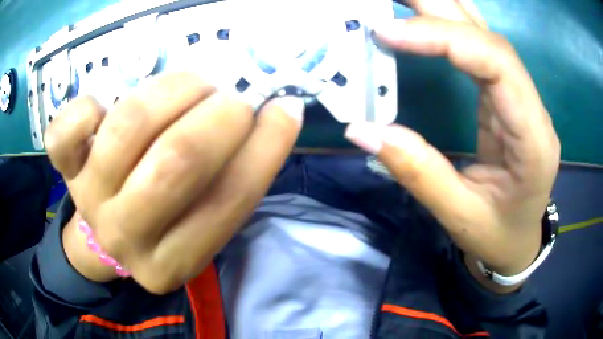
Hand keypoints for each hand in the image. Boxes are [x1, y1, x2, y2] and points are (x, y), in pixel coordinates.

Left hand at [45, 72, 304, 293]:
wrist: (105, 237)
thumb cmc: (161, 226)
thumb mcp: (200, 225)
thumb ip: (230, 181)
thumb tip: (271, 115)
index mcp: (171, 262)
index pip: (228, 202)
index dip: (265, 148)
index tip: (285, 109)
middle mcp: (126, 236)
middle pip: (176, 162)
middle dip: (220, 114)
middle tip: (236, 95)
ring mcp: (89, 198)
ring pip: (129, 127)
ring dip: (175, 89)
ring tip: (195, 83)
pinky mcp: (65, 168)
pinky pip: (65, 132)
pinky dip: (87, 106)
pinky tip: (106, 104)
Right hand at [346, 0, 559, 288]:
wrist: (518, 240)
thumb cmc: (497, 235)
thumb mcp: (460, 216)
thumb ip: (418, 172)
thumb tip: (364, 130)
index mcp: (533, 139)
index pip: (496, 63)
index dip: (444, 38)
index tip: (386, 33)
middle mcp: (532, 108)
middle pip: (489, 37)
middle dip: (437, 7)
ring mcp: (520, 98)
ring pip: (484, 36)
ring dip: (441, 9)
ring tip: (401, 0)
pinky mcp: (505, 97)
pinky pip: (478, 50)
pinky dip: (448, 26)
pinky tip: (424, 15)